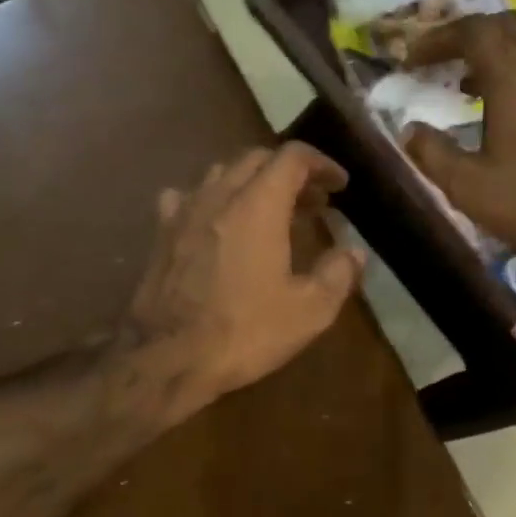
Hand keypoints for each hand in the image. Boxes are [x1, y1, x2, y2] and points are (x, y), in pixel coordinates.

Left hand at [120, 143, 365, 421]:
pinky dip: (210, 199)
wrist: (168, 358)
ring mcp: (183, 212)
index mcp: (258, 205)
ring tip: (269, 210)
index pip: (292, 158)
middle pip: (256, 159)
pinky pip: (187, 198)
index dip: (322, 164)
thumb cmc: (244, 332)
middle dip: (289, 172)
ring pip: (220, 174)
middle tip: (313, 201)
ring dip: (251, 182)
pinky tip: (215, 222)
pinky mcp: (161, 235)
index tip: (340, 184)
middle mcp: (218, 195)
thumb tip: (354, 252)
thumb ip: (338, 274)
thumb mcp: (308, 311)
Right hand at [401, 12, 515, 284]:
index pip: (472, 31)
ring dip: (492, 51)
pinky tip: (500, 105)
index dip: (437, 39)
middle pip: (504, 24)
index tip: (410, 61)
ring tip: (463, 83)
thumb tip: (410, 130)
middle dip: (465, 35)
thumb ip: (432, 153)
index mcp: (513, 78)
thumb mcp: (469, 186)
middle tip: (437, 61)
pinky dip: (514, 69)